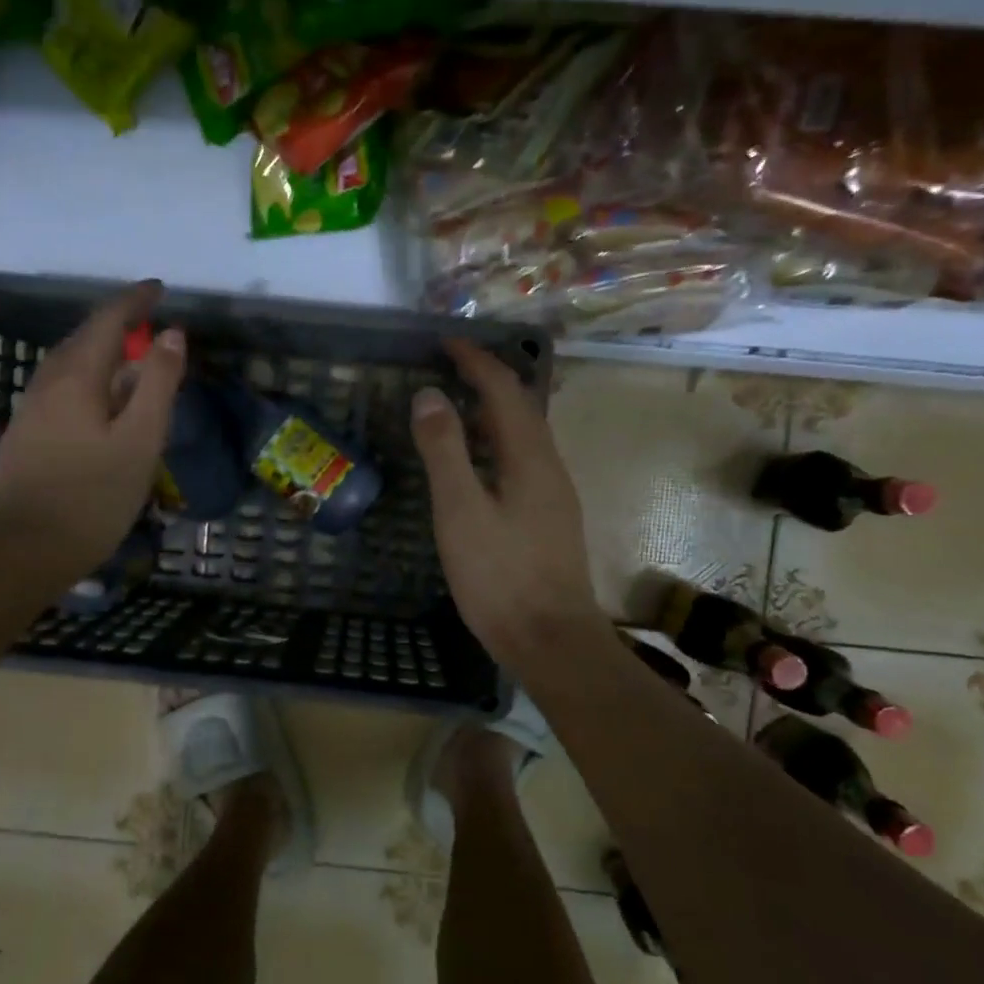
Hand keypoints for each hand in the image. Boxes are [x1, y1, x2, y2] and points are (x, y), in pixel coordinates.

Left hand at [0, 281, 183, 589]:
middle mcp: (46, 383)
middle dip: (115, 323)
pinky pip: (61, 389)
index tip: (159, 289)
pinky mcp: (26, 435)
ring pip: (68, 365)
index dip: (134, 301)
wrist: (27, 549)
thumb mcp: (141, 439)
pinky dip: (87, 379)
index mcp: (76, 377)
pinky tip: (99, 402)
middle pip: (82, 338)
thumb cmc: (94, 496)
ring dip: (99, 352)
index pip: (107, 321)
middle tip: (148, 320)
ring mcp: (31, 410)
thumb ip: (159, 384)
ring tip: (129, 358)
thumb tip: (172, 334)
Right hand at [411, 339, 603, 671]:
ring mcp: (554, 495)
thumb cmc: (500, 576)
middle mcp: (550, 466)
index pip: (505, 390)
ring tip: (457, 406)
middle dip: (488, 379)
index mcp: (530, 457)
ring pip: (524, 436)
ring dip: (494, 411)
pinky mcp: (549, 520)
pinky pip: (523, 461)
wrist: (552, 641)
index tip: (445, 342)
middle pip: (522, 407)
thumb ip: (444, 451)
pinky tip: (477, 464)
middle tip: (449, 367)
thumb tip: (429, 394)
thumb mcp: (461, 511)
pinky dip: (497, 443)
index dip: (476, 361)